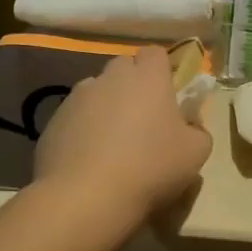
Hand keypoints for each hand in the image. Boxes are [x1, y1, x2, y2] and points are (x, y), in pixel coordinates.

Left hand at [33, 47, 211, 228]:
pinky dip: (83, 130)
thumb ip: (198, 130)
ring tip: (113, 143)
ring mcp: (77, 98)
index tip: (168, 94)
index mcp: (148, 78)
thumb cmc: (151, 168)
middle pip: (123, 67)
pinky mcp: (53, 123)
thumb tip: (190, 126)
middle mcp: (110, 78)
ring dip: (106, 107)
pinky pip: (75, 118)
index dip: (162, 70)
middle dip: (133, 85)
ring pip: (96, 92)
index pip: (155, 53)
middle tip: (144, 119)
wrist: (86, 197)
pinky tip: (90, 160)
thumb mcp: (196, 153)